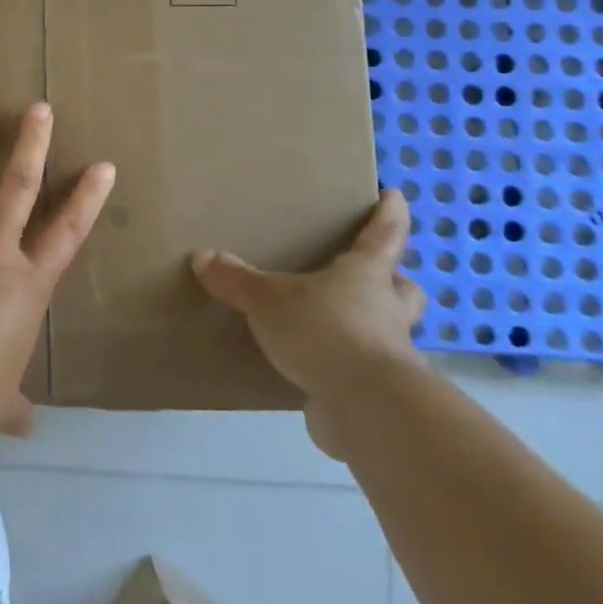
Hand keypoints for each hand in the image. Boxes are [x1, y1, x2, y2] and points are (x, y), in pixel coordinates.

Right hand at [191, 190, 425, 458]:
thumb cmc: (326, 332)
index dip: (389, 215)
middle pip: (401, 288)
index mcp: (365, 276)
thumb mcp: (269, 300)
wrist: (367, 408)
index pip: (383, 236)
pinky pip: (363, 374)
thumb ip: (237, 280)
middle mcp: (385, 311)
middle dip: (393, 280)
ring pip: (388, 333)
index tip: (394, 195)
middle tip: (373, 276)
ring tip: (332, 325)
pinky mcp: (377, 394)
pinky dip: (345, 371)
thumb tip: (201, 256)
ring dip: (370, 328)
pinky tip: (317, 373)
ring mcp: (387, 355)